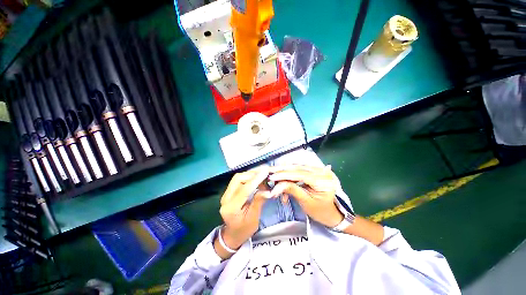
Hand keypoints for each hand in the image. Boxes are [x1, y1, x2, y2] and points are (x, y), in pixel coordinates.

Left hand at [214, 167, 269, 258]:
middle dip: (253, 175)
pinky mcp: (229, 191)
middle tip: (265, 174)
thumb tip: (268, 190)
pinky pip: (238, 180)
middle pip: (238, 179)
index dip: (256, 180)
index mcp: (231, 208)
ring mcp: (226, 194)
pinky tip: (257, 179)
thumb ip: (258, 202)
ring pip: (238, 177)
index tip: (266, 172)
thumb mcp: (253, 219)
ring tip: (262, 176)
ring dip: (251, 175)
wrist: (232, 234)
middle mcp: (226, 198)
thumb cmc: (244, 230)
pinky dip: (248, 177)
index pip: (244, 190)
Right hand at [268, 165, 343, 227]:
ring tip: (275, 176)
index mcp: (322, 180)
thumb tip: (276, 186)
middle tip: (270, 172)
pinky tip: (283, 176)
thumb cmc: (321, 211)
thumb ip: (291, 190)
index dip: (283, 175)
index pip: (299, 174)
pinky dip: (291, 173)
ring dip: (285, 171)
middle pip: (298, 168)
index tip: (271, 177)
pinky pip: (301, 169)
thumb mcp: (306, 202)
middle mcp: (322, 171)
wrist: (334, 213)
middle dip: (282, 171)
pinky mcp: (316, 170)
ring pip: (298, 167)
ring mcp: (320, 169)